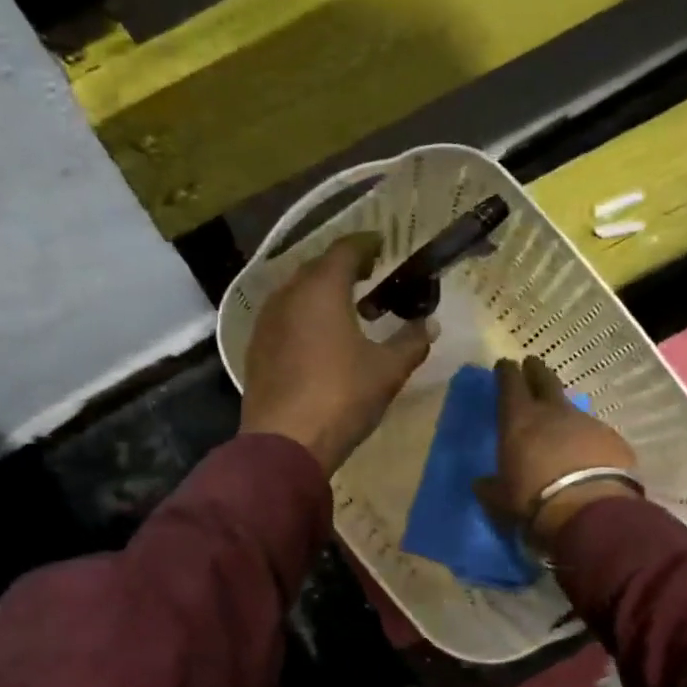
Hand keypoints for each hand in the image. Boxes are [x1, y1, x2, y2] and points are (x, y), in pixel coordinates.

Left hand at [241, 234, 431, 472]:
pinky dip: (304, 316)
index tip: (383, 247)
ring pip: (297, 293)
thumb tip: (430, 324)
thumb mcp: (387, 370)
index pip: (345, 249)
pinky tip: (319, 339)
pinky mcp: (256, 348)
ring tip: (347, 310)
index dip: (366, 244)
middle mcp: (288, 295)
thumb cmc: (341, 397)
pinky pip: (284, 318)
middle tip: (369, 278)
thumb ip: (411, 341)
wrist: (284, 443)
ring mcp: (266, 322)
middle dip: (344, 268)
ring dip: (322, 293)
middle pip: (317, 267)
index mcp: (321, 289)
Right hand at [478, 356, 637, 546]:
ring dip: (563, 410)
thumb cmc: (533, 499)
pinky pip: (595, 433)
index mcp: (519, 419)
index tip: (505, 364)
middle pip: (545, 380)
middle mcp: (553, 412)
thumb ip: (490, 487)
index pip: (510, 384)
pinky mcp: (612, 439)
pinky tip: (588, 453)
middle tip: (532, 364)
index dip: (506, 372)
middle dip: (536, 370)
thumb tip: (481, 484)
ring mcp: (586, 422)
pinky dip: (588, 438)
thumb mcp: (501, 497)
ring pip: (572, 407)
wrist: (589, 510)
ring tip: (561, 421)